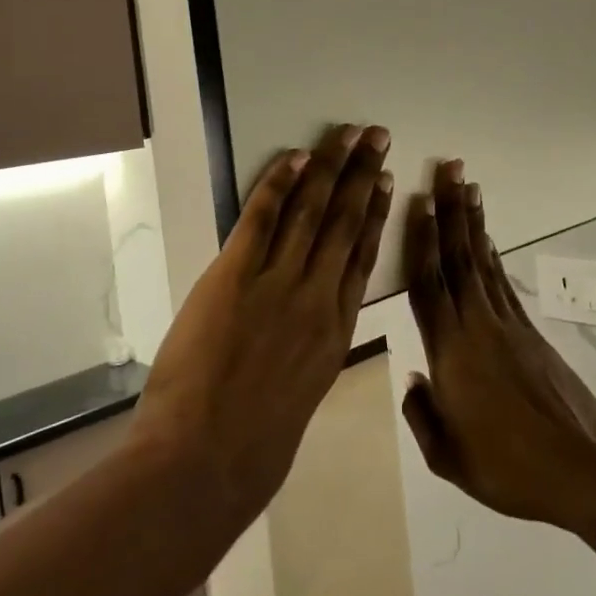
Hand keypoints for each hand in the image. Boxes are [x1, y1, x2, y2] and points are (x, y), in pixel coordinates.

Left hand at [131, 124, 393, 524]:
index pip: (363, 257)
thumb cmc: (254, 448)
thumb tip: (304, 330)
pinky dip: (278, 185)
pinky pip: (261, 219)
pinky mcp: (235, 277)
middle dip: (363, 175)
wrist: (207, 461)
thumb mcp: (301, 397)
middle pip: (347, 223)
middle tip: (377, 136)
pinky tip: (295, 158)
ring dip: (330, 167)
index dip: (377, 214)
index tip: (389, 182)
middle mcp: (318, 298)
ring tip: (348, 134)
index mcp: (336, 331)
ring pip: (313, 212)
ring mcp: (279, 284)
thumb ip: (307, 355)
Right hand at [401, 162, 595, 542]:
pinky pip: (503, 284)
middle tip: (447, 170)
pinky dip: (492, 257)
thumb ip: (423, 415)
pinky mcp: (532, 335)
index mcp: (449, 353)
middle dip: (450, 211)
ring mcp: (508, 327)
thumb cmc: (507, 469)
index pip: (428, 284)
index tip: (418, 201)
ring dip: (473, 223)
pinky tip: (486, 240)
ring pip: (482, 263)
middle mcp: (477, 326)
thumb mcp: (448, 458)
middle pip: (458, 258)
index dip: (421, 240)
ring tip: (467, 187)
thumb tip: (416, 380)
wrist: (583, 473)